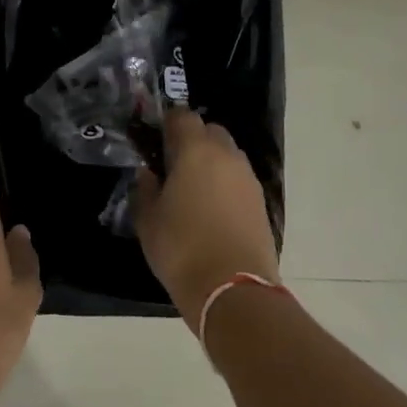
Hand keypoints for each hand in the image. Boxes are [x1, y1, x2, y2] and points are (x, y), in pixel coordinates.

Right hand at [133, 110, 279, 328]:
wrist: (234, 290)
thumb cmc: (182, 249)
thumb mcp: (148, 221)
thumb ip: (145, 189)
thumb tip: (148, 173)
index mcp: (195, 149)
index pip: (181, 116)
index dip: (167, 124)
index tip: (155, 142)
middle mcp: (226, 154)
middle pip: (209, 131)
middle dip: (192, 140)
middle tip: (174, 166)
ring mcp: (247, 176)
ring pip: (227, 153)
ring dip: (211, 161)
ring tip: (193, 190)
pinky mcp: (261, 200)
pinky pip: (238, 178)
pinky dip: (225, 183)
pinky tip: (212, 209)